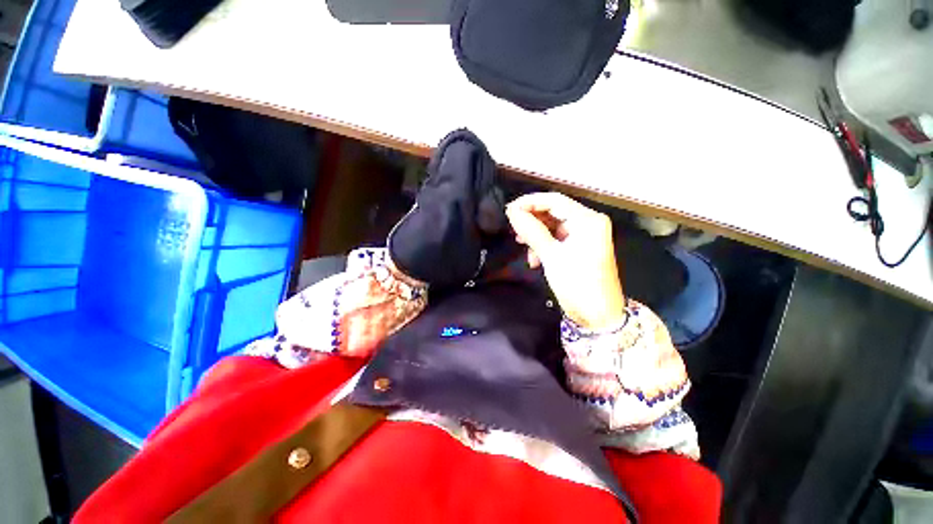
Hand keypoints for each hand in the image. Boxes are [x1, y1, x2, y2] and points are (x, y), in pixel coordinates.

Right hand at [506, 192, 625, 329]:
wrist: (598, 317)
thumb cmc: (577, 285)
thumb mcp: (551, 257)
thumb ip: (532, 231)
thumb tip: (512, 212)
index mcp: (587, 220)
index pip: (554, 200)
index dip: (529, 202)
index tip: (508, 211)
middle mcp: (588, 222)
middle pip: (553, 211)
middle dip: (532, 220)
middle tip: (513, 230)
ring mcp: (585, 235)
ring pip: (553, 225)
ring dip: (536, 234)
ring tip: (521, 245)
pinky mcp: (580, 246)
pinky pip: (556, 238)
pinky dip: (543, 245)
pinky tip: (534, 259)